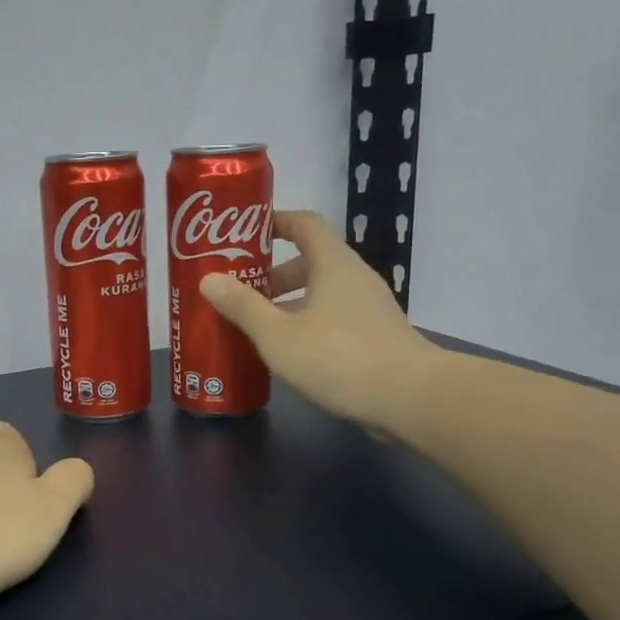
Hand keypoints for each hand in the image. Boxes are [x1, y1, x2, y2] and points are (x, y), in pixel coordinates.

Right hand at [200, 210, 441, 438]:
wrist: (410, 397)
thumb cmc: (338, 357)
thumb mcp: (278, 335)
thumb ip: (243, 307)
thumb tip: (208, 279)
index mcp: (333, 263)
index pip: (304, 223)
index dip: (274, 222)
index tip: (244, 234)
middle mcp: (354, 277)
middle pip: (310, 260)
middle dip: (272, 274)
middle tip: (240, 292)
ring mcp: (370, 306)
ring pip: (322, 292)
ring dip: (288, 302)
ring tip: (257, 325)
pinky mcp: (376, 334)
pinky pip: (334, 315)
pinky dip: (307, 322)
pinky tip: (289, 351)